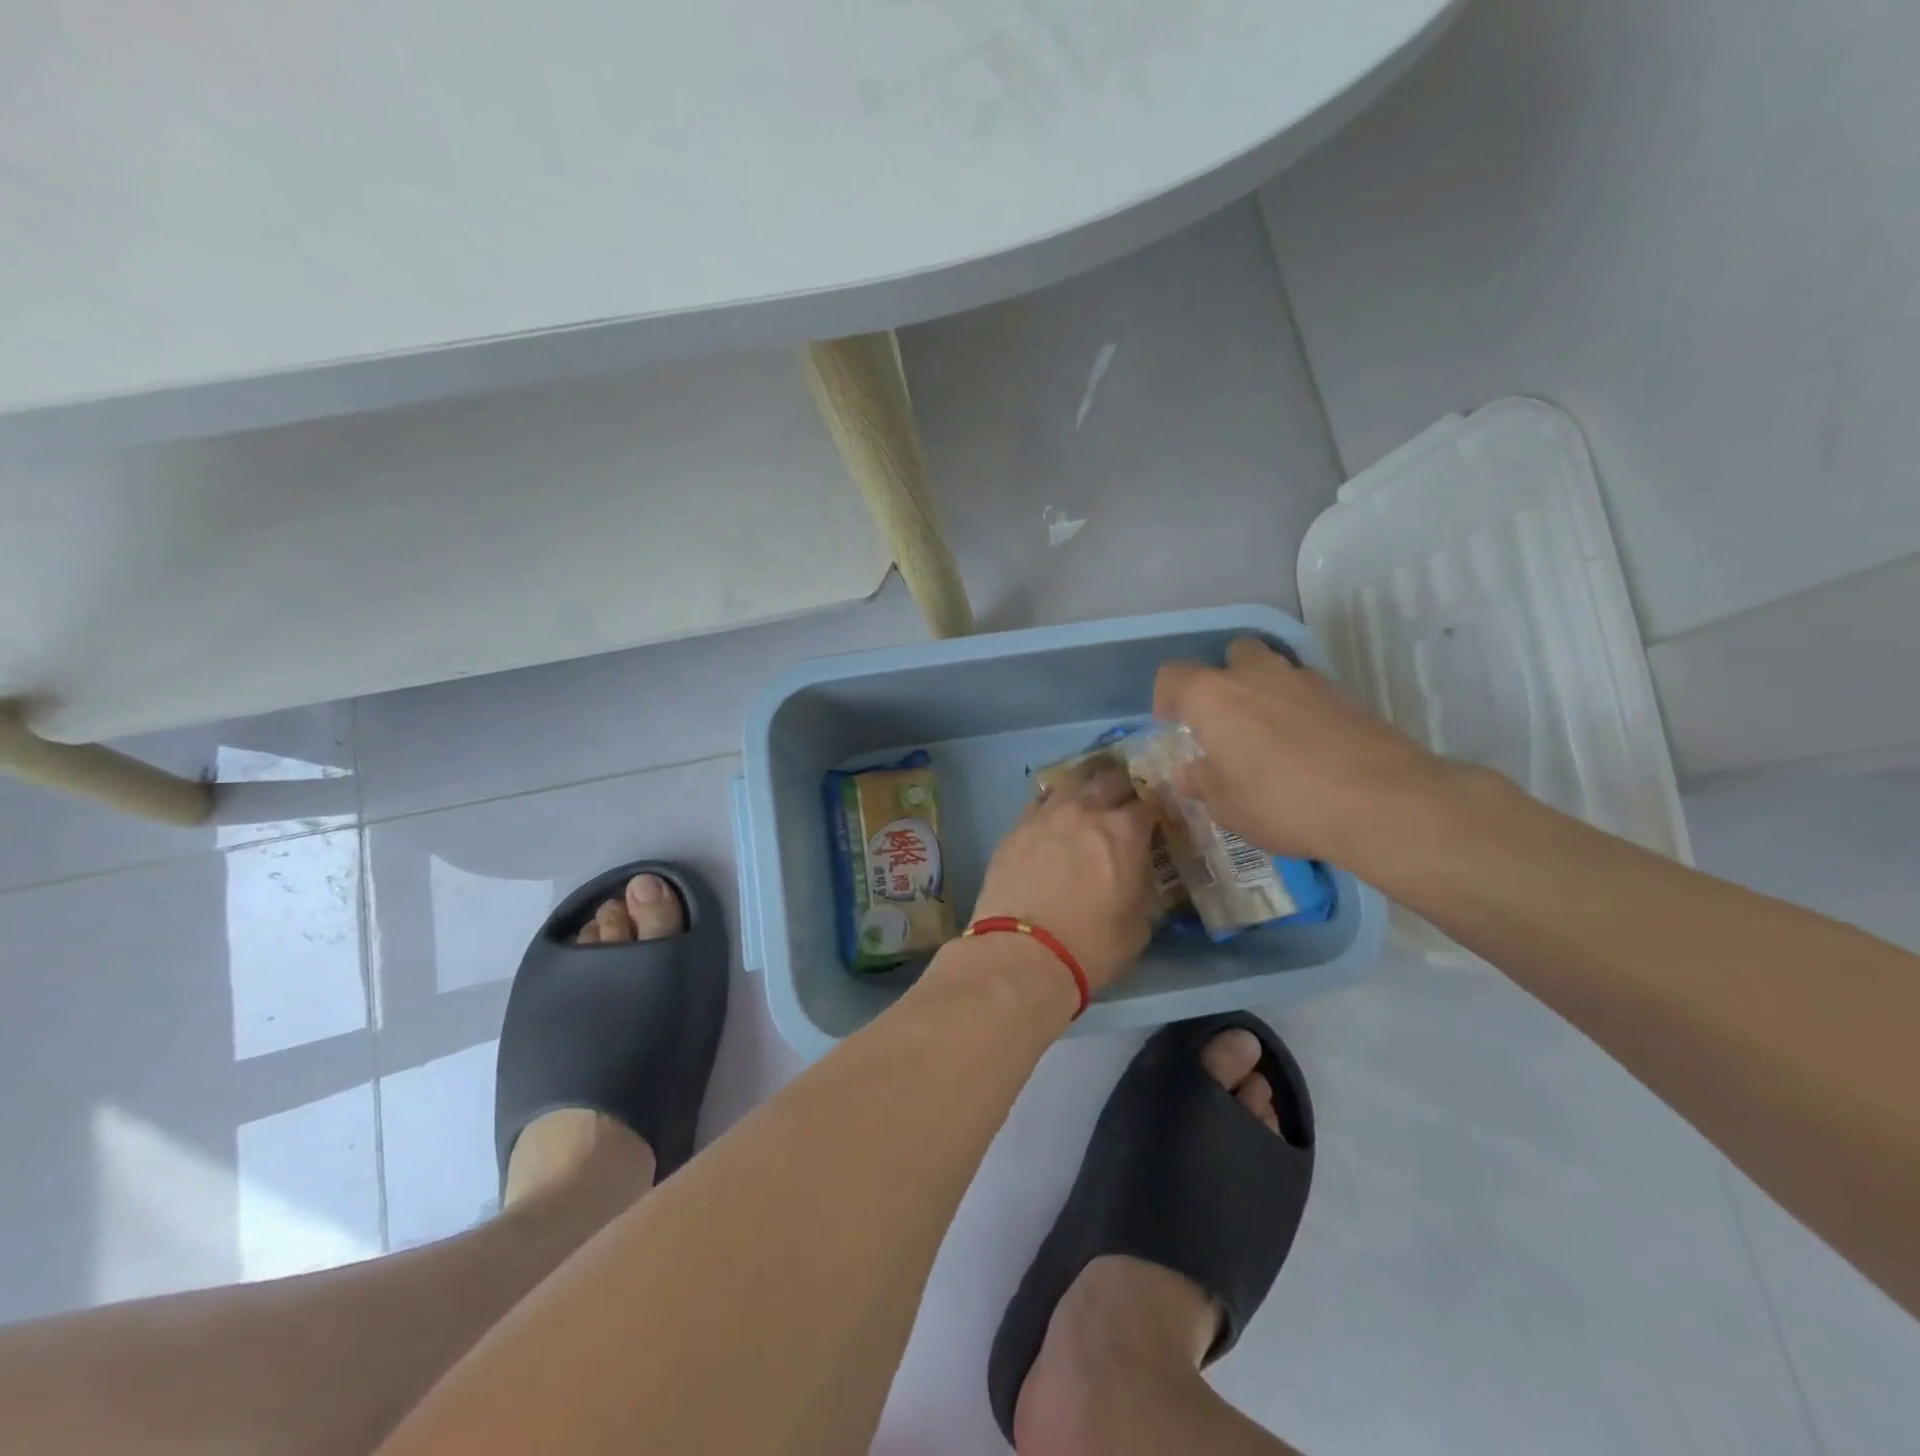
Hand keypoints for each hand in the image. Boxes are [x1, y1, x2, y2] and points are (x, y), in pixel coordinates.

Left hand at [970, 764, 1156, 992]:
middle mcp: (1086, 810)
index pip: (1150, 804)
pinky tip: (1056, 812)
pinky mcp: (1017, 826)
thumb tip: (1140, 871)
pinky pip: (1041, 800)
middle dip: (1124, 785)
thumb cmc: (1092, 946)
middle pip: (1110, 778)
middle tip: (1126, 797)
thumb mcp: (1140, 924)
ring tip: (1092, 791)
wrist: (1022, 954)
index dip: (1157, 809)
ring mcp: (1047, 814)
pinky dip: (1055, 801)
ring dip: (1088, 782)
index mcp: (1124, 832)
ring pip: (1072, 780)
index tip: (1159, 819)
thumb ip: (1144, 885)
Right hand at [1154, 637, 1460, 868]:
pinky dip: (1300, 708)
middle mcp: (1256, 675)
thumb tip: (1190, 773)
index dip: (1166, 697)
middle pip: (1233, 654)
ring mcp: (1305, 680)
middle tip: (1226, 720)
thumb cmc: (1282, 802)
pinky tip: (1308, 745)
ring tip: (1269, 734)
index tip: (1172, 723)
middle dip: (1224, 678)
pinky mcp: (1346, 694)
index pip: (1173, 675)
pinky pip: (1309, 691)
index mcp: (1213, 696)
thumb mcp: (1227, 806)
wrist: (1381, 801)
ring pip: (1275, 667)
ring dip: (1265, 689)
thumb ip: (1202, 782)